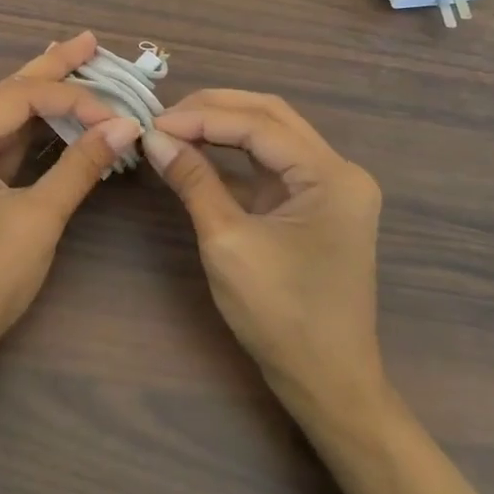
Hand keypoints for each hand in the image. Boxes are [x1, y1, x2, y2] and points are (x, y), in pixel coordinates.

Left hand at [0, 32, 141, 374]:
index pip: (19, 99)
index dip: (73, 99)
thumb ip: (79, 167)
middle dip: (51, 70)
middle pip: (5, 96)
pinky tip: (52, 111)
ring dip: (41, 98)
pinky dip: (28, 131)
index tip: (118, 114)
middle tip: (89, 42)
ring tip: (78, 64)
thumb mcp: (37, 222)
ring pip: (0, 118)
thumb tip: (125, 127)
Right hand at [143, 90, 385, 411]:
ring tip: (175, 128)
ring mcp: (331, 186)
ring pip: (271, 135)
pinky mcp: (316, 203)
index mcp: (331, 176)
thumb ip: (193, 181)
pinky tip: (199, 152)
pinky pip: (272, 163)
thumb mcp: (227, 242)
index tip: (153, 123)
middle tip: (163, 118)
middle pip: (270, 117)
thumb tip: (153, 138)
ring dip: (223, 126)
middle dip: (213, 110)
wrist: (327, 383)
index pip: (258, 125)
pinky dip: (235, 155)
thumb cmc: (281, 315)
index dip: (202, 118)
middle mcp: (340, 170)